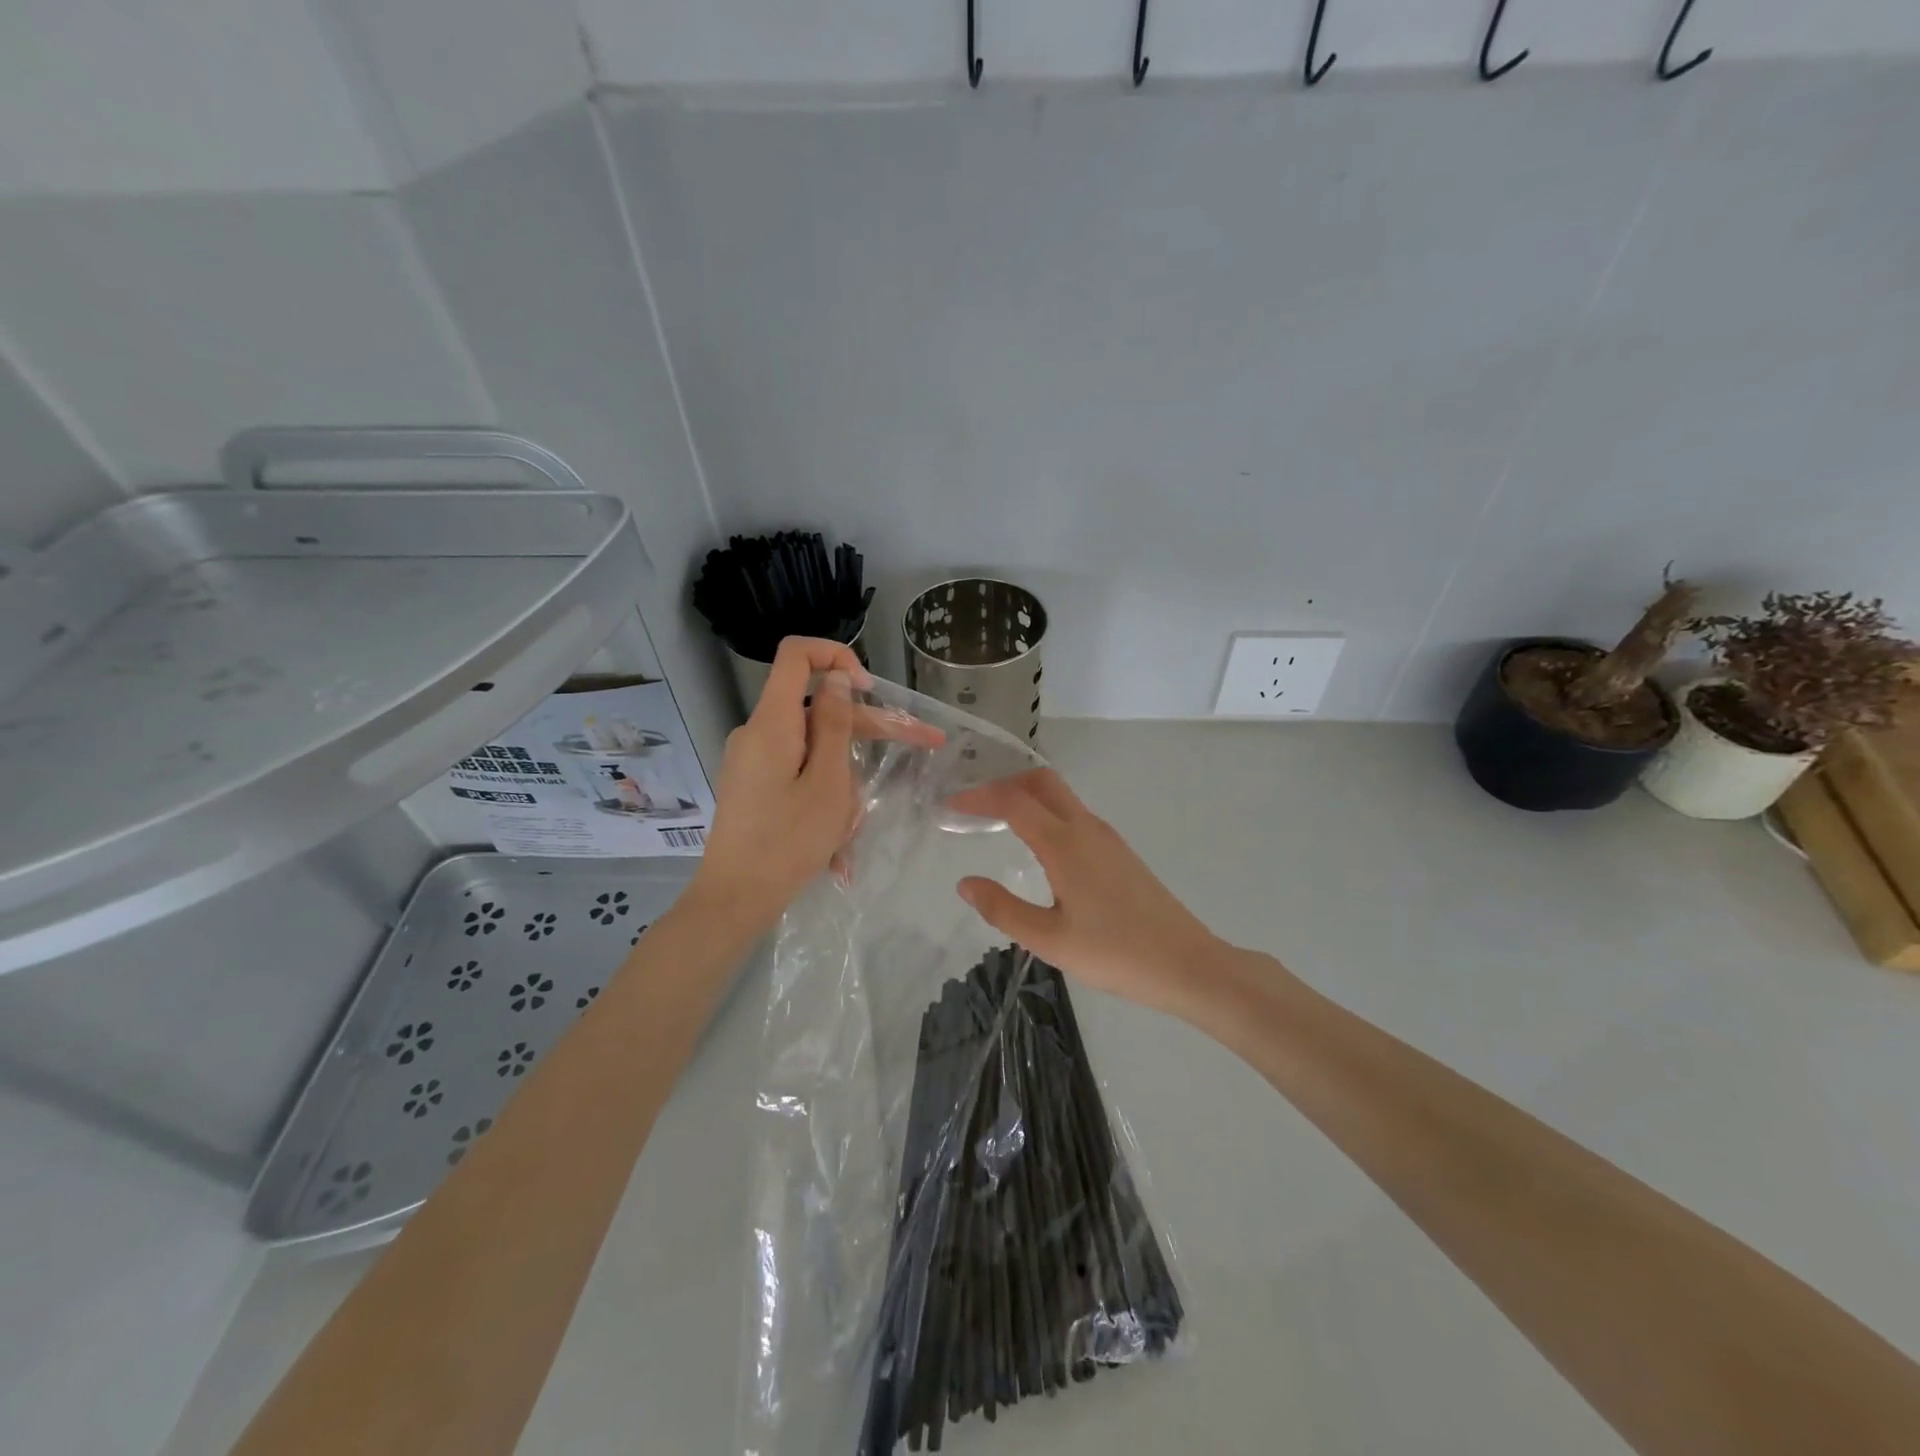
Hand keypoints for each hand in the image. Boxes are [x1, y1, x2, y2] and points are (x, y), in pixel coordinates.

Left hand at [693, 637, 942, 929]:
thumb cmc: (787, 842)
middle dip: (868, 727)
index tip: (869, 689)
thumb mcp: (827, 783)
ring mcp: (753, 760)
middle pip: (818, 708)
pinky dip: (825, 793)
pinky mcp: (754, 784)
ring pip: (813, 747)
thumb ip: (834, 725)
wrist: (734, 899)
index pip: (796, 655)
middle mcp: (758, 732)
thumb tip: (837, 678)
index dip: (836, 655)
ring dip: (846, 776)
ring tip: (856, 830)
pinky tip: (838, 843)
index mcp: (773, 723)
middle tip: (923, 745)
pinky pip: (798, 772)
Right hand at [950, 769, 1224, 1014]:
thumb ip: (1003, 909)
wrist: (1187, 964)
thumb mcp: (1049, 940)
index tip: (950, 805)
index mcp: (1065, 844)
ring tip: (996, 822)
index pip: (1013, 802)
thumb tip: (965, 883)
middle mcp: (1086, 828)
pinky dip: (1046, 814)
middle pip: (1042, 783)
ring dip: (1026, 798)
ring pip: (1061, 797)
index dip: (978, 797)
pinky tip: (1036, 846)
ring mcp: (1107, 837)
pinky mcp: (1119, 852)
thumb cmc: (1115, 953)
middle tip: (974, 806)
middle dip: (1004, 784)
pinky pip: (1075, 815)